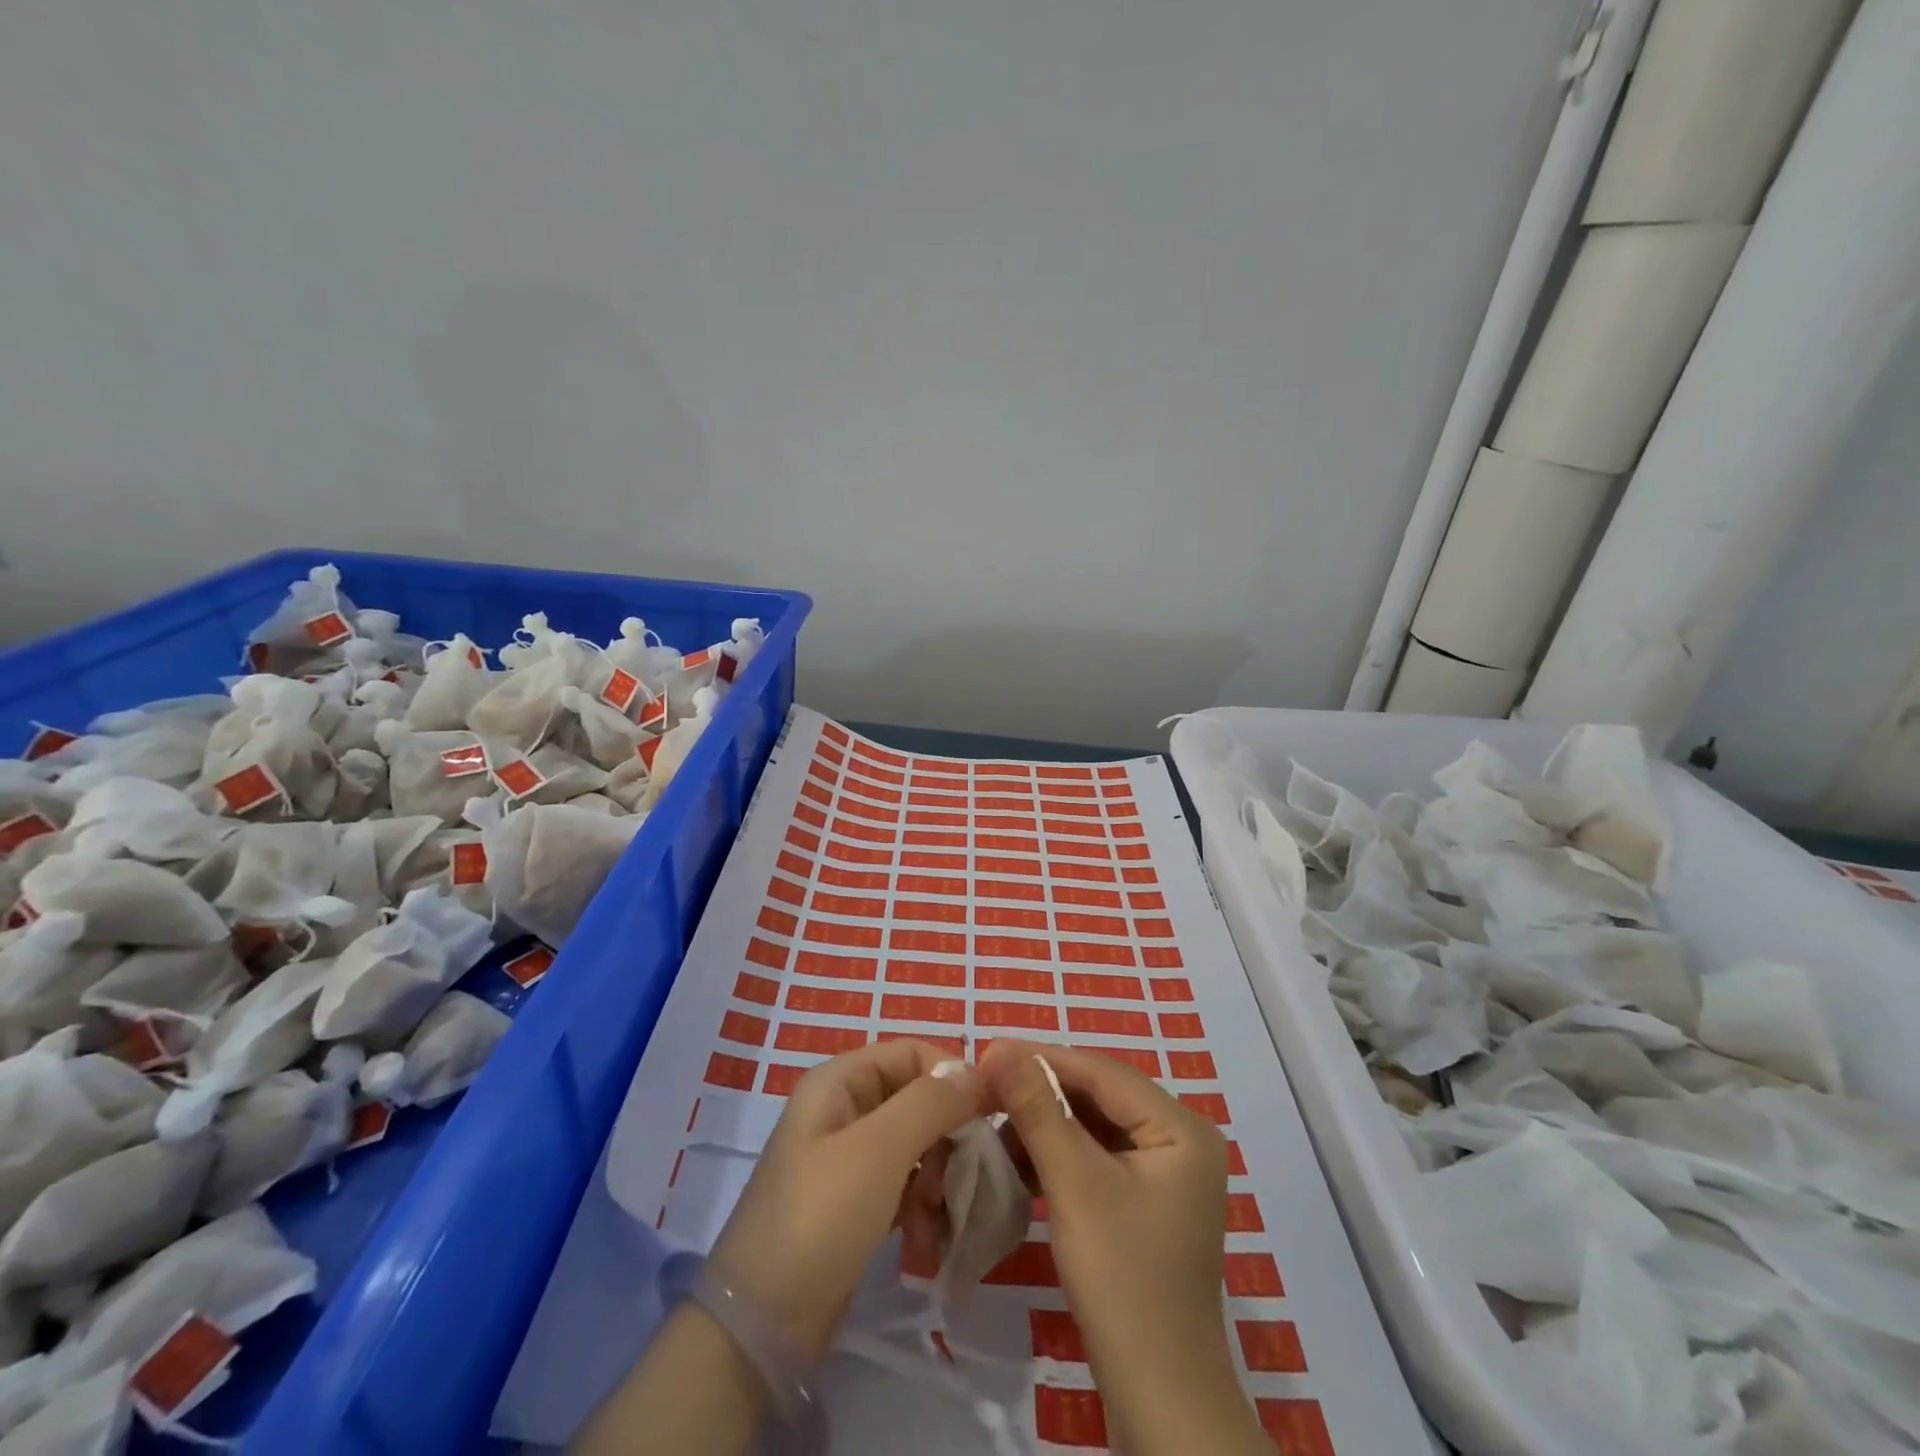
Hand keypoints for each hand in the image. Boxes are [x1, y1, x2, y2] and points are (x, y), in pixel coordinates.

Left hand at [707, 1038, 984, 1358]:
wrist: (762, 1328)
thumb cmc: (820, 1218)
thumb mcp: (878, 1151)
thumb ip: (931, 1103)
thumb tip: (977, 1070)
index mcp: (840, 1081)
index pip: (912, 1053)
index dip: (953, 1076)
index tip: (989, 1115)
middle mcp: (844, 1109)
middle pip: (918, 1100)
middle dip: (945, 1139)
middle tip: (958, 1180)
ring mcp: (848, 1159)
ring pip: (917, 1146)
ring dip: (937, 1181)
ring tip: (937, 1222)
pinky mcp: (856, 1204)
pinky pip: (905, 1186)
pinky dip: (921, 1210)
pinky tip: (926, 1245)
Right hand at [979, 1041, 1266, 1454]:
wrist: (1158, 1399)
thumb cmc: (1122, 1281)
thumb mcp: (1074, 1184)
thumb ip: (1038, 1109)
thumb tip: (999, 1047)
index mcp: (1181, 1127)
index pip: (1102, 1072)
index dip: (1043, 1058)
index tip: (987, 1052)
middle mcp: (1180, 1138)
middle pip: (1099, 1095)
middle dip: (1042, 1092)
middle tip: (985, 1087)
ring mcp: (1166, 1171)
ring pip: (1094, 1125)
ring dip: (1046, 1124)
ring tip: (995, 1124)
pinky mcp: (1146, 1200)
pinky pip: (1098, 1156)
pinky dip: (1059, 1155)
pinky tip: (1020, 1161)